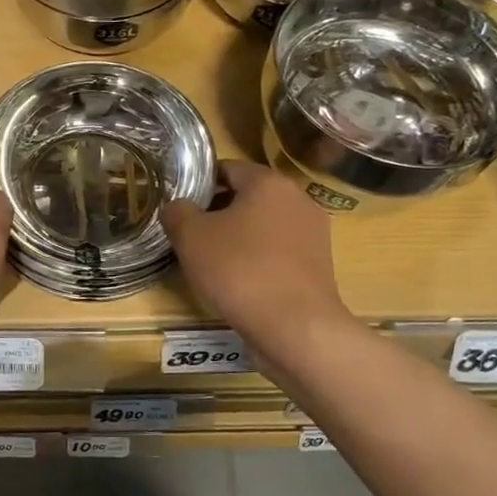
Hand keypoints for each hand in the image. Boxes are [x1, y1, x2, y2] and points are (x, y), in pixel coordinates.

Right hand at [161, 160, 353, 361]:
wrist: (296, 327)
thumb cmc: (239, 270)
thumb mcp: (190, 237)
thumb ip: (177, 212)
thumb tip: (177, 207)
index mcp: (268, 182)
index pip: (227, 168)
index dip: (199, 183)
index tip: (180, 206)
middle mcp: (297, 199)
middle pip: (247, 196)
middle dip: (217, 211)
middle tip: (189, 234)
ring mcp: (313, 233)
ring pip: (264, 225)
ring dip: (238, 236)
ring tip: (211, 261)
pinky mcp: (318, 265)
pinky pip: (278, 251)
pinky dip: (258, 258)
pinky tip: (239, 281)